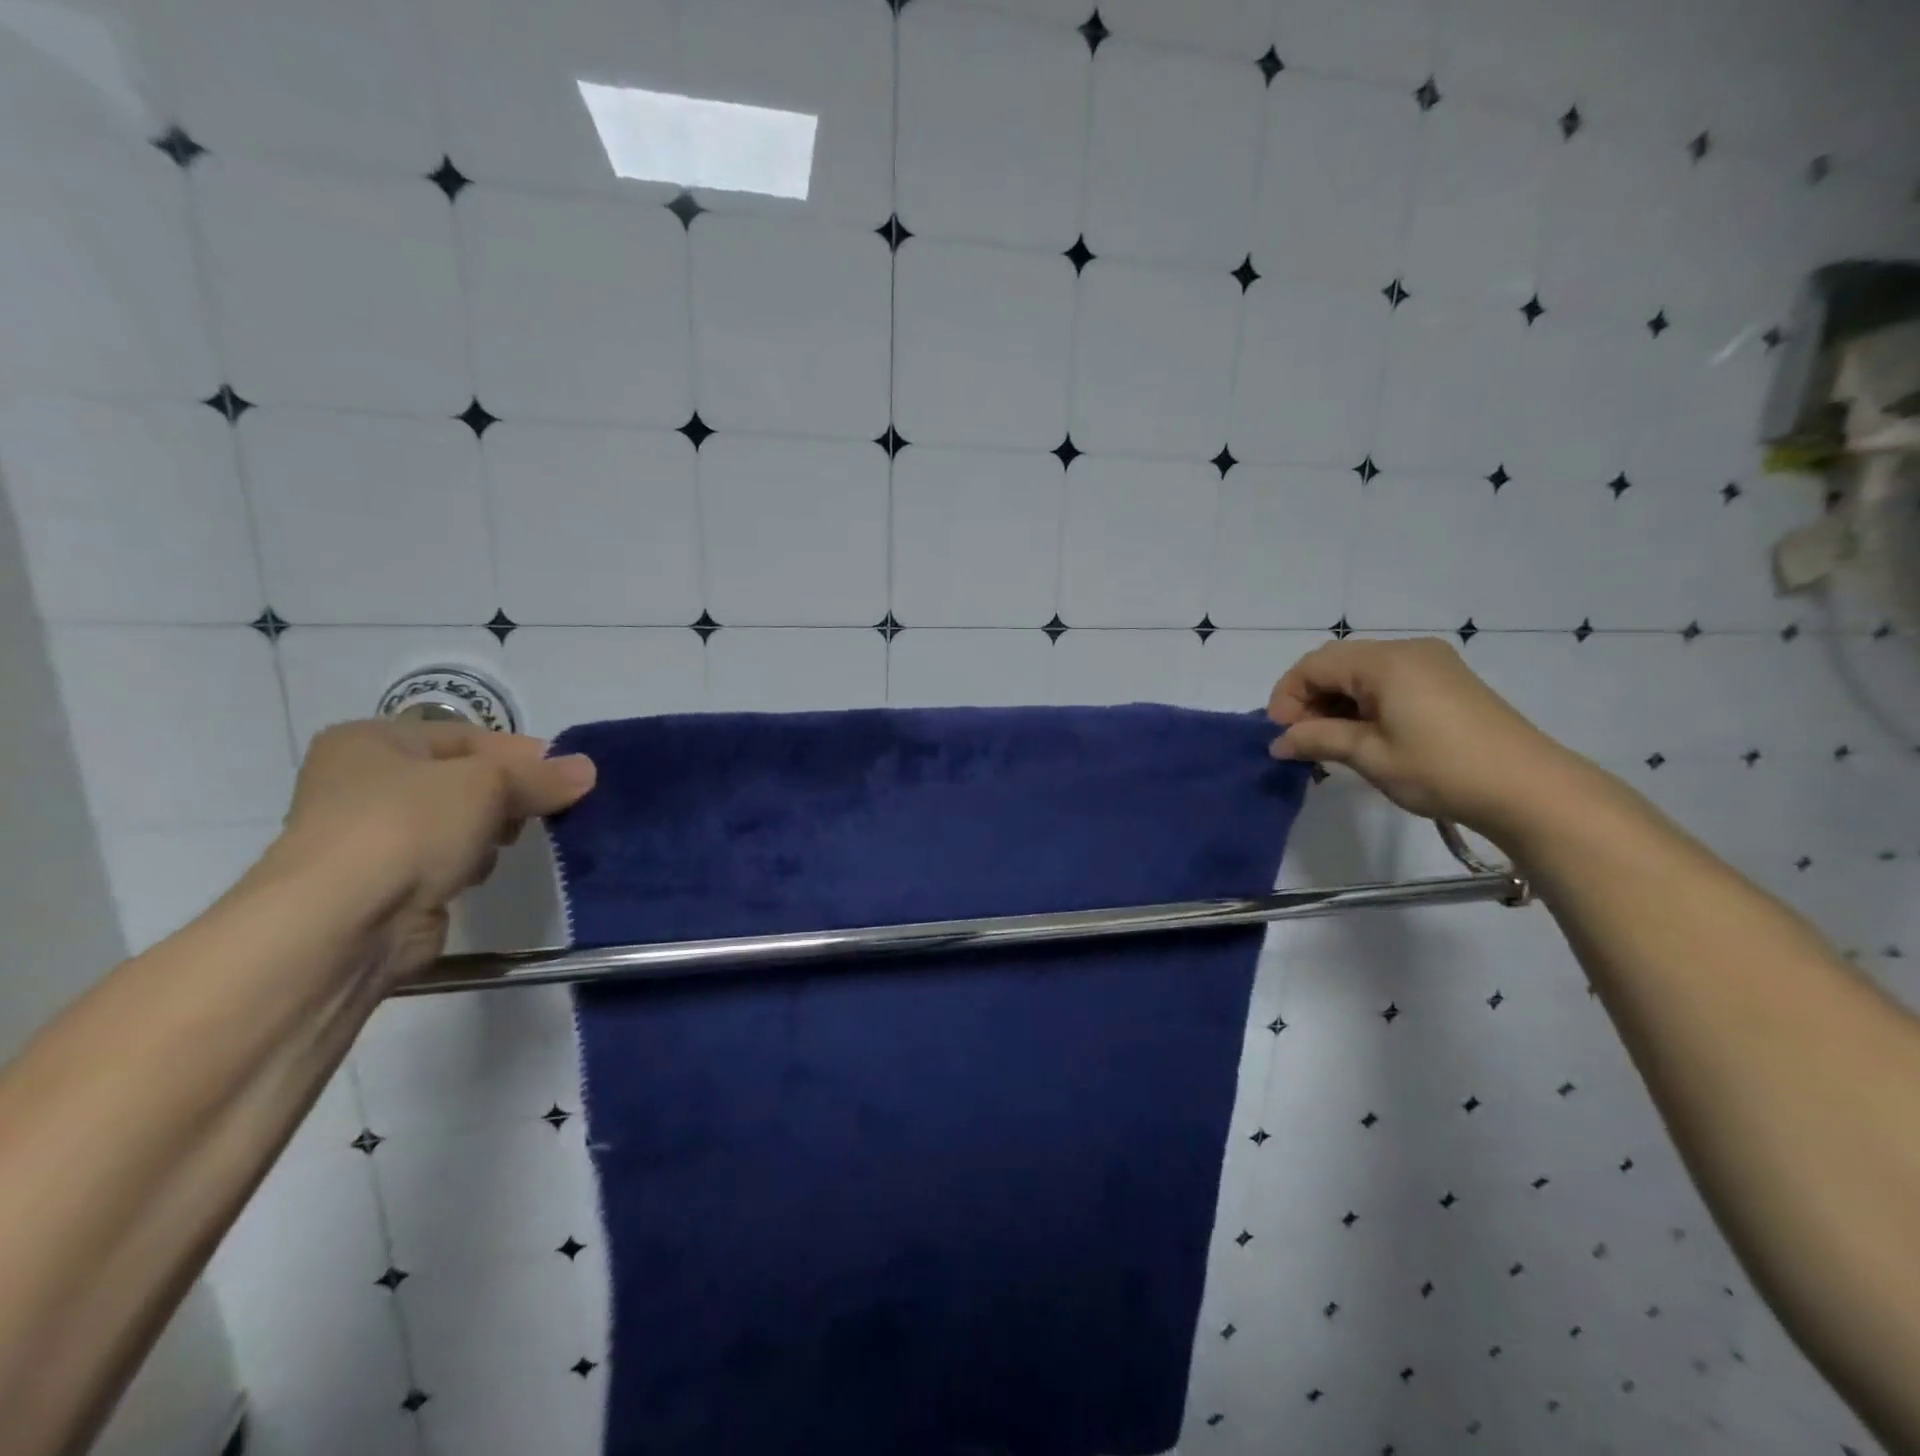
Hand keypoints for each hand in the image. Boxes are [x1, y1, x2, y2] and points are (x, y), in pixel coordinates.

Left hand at [263, 719, 595, 980]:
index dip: (521, 754)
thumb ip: (542, 776)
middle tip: (539, 811)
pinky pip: (446, 860)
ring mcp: (371, 836)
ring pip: (459, 821)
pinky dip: (467, 865)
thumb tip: (588, 770)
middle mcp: (363, 782)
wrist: (343, 923)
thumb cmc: (409, 827)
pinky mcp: (386, 882)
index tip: (566, 777)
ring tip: (499, 846)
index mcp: (372, 741)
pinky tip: (472, 876)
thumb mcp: (489, 783)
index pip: (468, 736)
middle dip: (507, 796)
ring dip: (488, 833)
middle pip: (465, 779)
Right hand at [1266, 637, 1579, 841]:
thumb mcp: (1369, 755)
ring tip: (1331, 745)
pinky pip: (1387, 682)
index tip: (1281, 737)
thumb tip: (1279, 742)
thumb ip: (1317, 740)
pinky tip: (1364, 736)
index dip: (1287, 698)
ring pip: (1361, 673)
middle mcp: (1406, 651)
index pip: (1313, 665)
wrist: (1529, 789)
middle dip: (1309, 700)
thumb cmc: (1440, 769)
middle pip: (1336, 664)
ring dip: (1335, 704)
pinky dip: (1363, 704)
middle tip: (1303, 743)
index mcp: (1385, 661)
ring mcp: (1431, 664)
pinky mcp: (1446, 682)